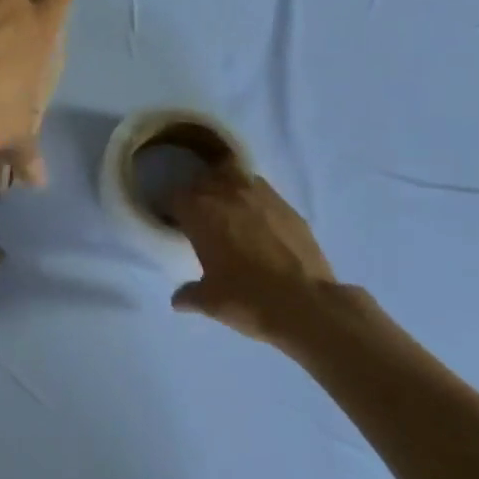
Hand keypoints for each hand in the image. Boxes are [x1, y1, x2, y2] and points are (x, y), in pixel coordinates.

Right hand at [169, 165, 337, 354]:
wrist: (306, 304)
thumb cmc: (248, 299)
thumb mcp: (210, 302)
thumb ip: (189, 294)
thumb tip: (178, 299)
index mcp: (199, 211)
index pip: (174, 197)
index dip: (172, 210)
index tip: (175, 224)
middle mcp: (226, 192)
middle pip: (202, 179)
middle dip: (197, 193)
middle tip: (200, 215)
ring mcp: (259, 194)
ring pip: (233, 174)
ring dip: (225, 186)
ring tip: (228, 208)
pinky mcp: (286, 204)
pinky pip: (261, 190)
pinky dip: (253, 198)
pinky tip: (258, 220)